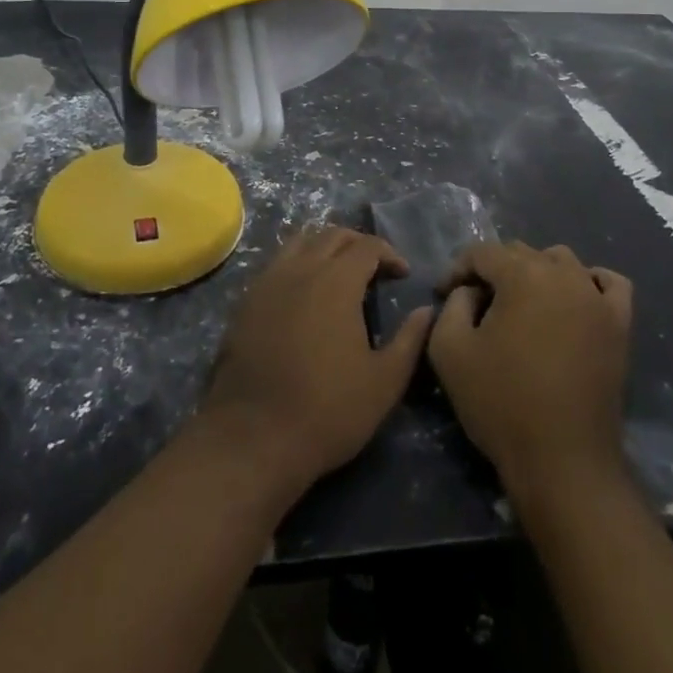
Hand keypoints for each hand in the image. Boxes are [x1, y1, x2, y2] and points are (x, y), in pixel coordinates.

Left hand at [198, 226, 433, 494]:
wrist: (253, 437)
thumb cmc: (328, 410)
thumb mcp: (384, 382)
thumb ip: (410, 340)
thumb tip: (427, 310)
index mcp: (336, 280)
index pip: (367, 245)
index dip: (389, 254)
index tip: (402, 274)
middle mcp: (300, 268)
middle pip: (332, 235)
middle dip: (358, 244)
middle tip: (375, 268)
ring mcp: (268, 282)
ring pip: (300, 242)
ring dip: (325, 247)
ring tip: (339, 273)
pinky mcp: (246, 302)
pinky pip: (277, 265)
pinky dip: (298, 264)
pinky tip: (305, 294)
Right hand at [429, 242, 632, 493]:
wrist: (563, 463)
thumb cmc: (501, 404)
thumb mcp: (449, 350)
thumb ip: (453, 305)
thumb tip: (471, 292)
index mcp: (522, 274)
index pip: (482, 252)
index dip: (458, 269)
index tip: (443, 294)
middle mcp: (564, 274)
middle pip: (521, 253)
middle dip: (494, 271)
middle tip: (476, 305)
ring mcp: (597, 298)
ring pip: (562, 262)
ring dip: (536, 273)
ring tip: (521, 305)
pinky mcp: (620, 325)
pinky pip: (609, 284)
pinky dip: (590, 282)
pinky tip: (574, 299)